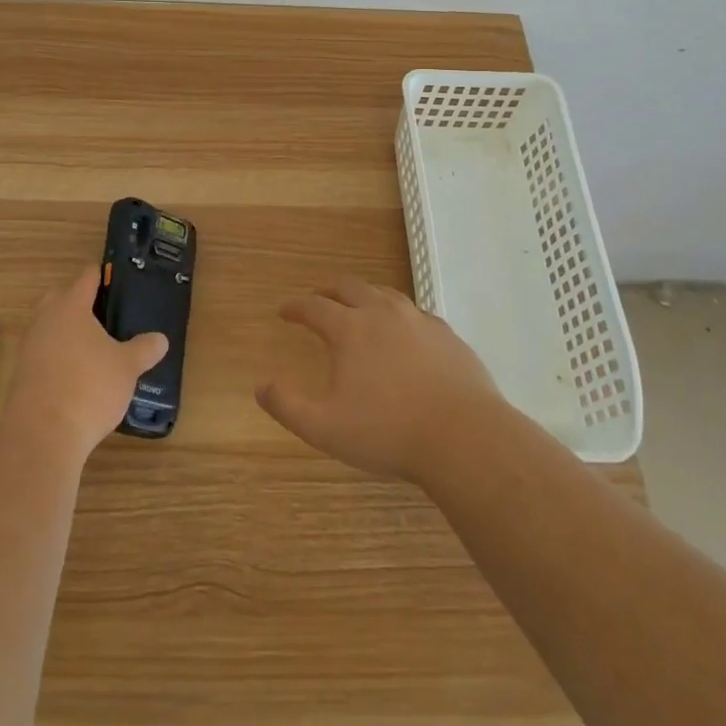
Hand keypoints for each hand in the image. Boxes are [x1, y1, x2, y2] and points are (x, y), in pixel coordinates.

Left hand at [0, 266, 167, 462]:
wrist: (41, 435)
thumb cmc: (88, 387)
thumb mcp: (127, 367)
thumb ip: (145, 349)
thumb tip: (161, 339)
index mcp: (71, 306)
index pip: (86, 277)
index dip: (103, 275)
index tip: (117, 280)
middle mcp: (45, 319)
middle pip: (60, 297)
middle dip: (79, 300)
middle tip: (105, 314)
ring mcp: (29, 346)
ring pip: (49, 325)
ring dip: (66, 330)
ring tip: (93, 346)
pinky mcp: (21, 374)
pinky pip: (42, 352)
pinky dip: (58, 355)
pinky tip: (76, 373)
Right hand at [258, 277, 504, 486]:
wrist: (465, 438)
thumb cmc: (389, 433)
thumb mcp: (326, 428)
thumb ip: (288, 405)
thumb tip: (260, 385)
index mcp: (350, 329)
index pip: (314, 307)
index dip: (295, 307)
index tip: (284, 311)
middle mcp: (382, 313)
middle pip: (349, 287)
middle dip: (328, 290)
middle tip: (319, 299)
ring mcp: (419, 320)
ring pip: (385, 293)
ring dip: (364, 296)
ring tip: (358, 307)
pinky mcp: (447, 335)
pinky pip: (415, 313)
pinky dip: (398, 314)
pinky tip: (403, 331)